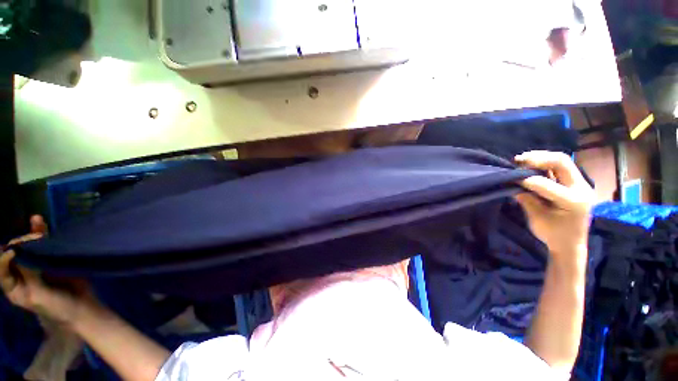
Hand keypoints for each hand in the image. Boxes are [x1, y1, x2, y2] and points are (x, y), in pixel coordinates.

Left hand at [1, 215, 94, 324]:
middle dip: (19, 243)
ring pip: (28, 246)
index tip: (15, 251)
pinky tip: (38, 221)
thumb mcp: (39, 296)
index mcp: (13, 286)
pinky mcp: (50, 259)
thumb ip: (27, 274)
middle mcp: (21, 273)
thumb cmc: (57, 307)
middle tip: (32, 240)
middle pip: (13, 253)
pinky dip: (40, 231)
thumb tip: (17, 250)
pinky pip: (43, 243)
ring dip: (30, 234)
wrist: (82, 307)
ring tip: (36, 222)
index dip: (5, 257)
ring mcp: (36, 265)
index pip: (1, 267)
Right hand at [514, 151, 594, 268]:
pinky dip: (544, 163)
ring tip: (522, 161)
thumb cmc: (553, 234)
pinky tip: (531, 165)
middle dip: (538, 159)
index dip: (527, 180)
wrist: (570, 244)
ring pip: (562, 161)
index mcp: (573, 201)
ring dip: (540, 158)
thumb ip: (527, 199)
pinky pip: (560, 167)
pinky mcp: (575, 183)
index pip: (548, 184)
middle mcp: (581, 188)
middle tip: (518, 160)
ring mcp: (580, 184)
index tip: (511, 179)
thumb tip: (513, 184)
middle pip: (561, 162)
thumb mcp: (537, 219)